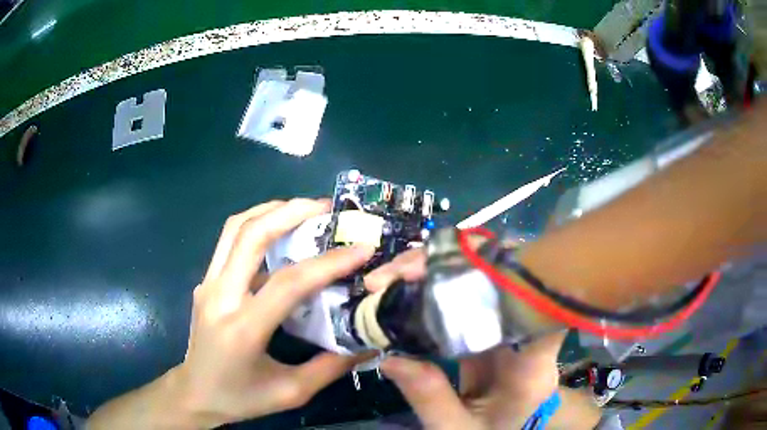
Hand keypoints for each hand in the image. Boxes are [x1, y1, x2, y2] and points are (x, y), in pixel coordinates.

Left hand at [88, 199, 375, 428]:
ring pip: (235, 228)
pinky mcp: (206, 282)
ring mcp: (208, 284)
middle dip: (292, 212)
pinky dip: (256, 224)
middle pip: (252, 236)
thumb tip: (369, 344)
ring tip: (304, 208)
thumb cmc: (240, 398)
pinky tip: (278, 229)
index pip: (288, 284)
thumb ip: (331, 367)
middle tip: (327, 207)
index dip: (328, 263)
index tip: (362, 248)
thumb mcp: (290, 392)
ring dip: (270, 210)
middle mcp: (220, 297)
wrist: (194, 393)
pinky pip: (229, 240)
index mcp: (243, 329)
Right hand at [365, 249, 592, 429]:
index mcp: (532, 370)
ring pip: (485, 281)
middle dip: (455, 268)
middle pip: (506, 284)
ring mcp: (512, 325)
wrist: (504, 429)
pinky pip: (470, 295)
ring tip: (394, 275)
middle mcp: (530, 337)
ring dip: (441, 270)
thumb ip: (431, 400)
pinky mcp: (493, 322)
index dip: (517, 279)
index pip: (544, 312)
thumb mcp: (457, 429)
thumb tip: (390, 360)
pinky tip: (406, 282)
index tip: (463, 267)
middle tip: (401, 273)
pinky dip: (439, 284)